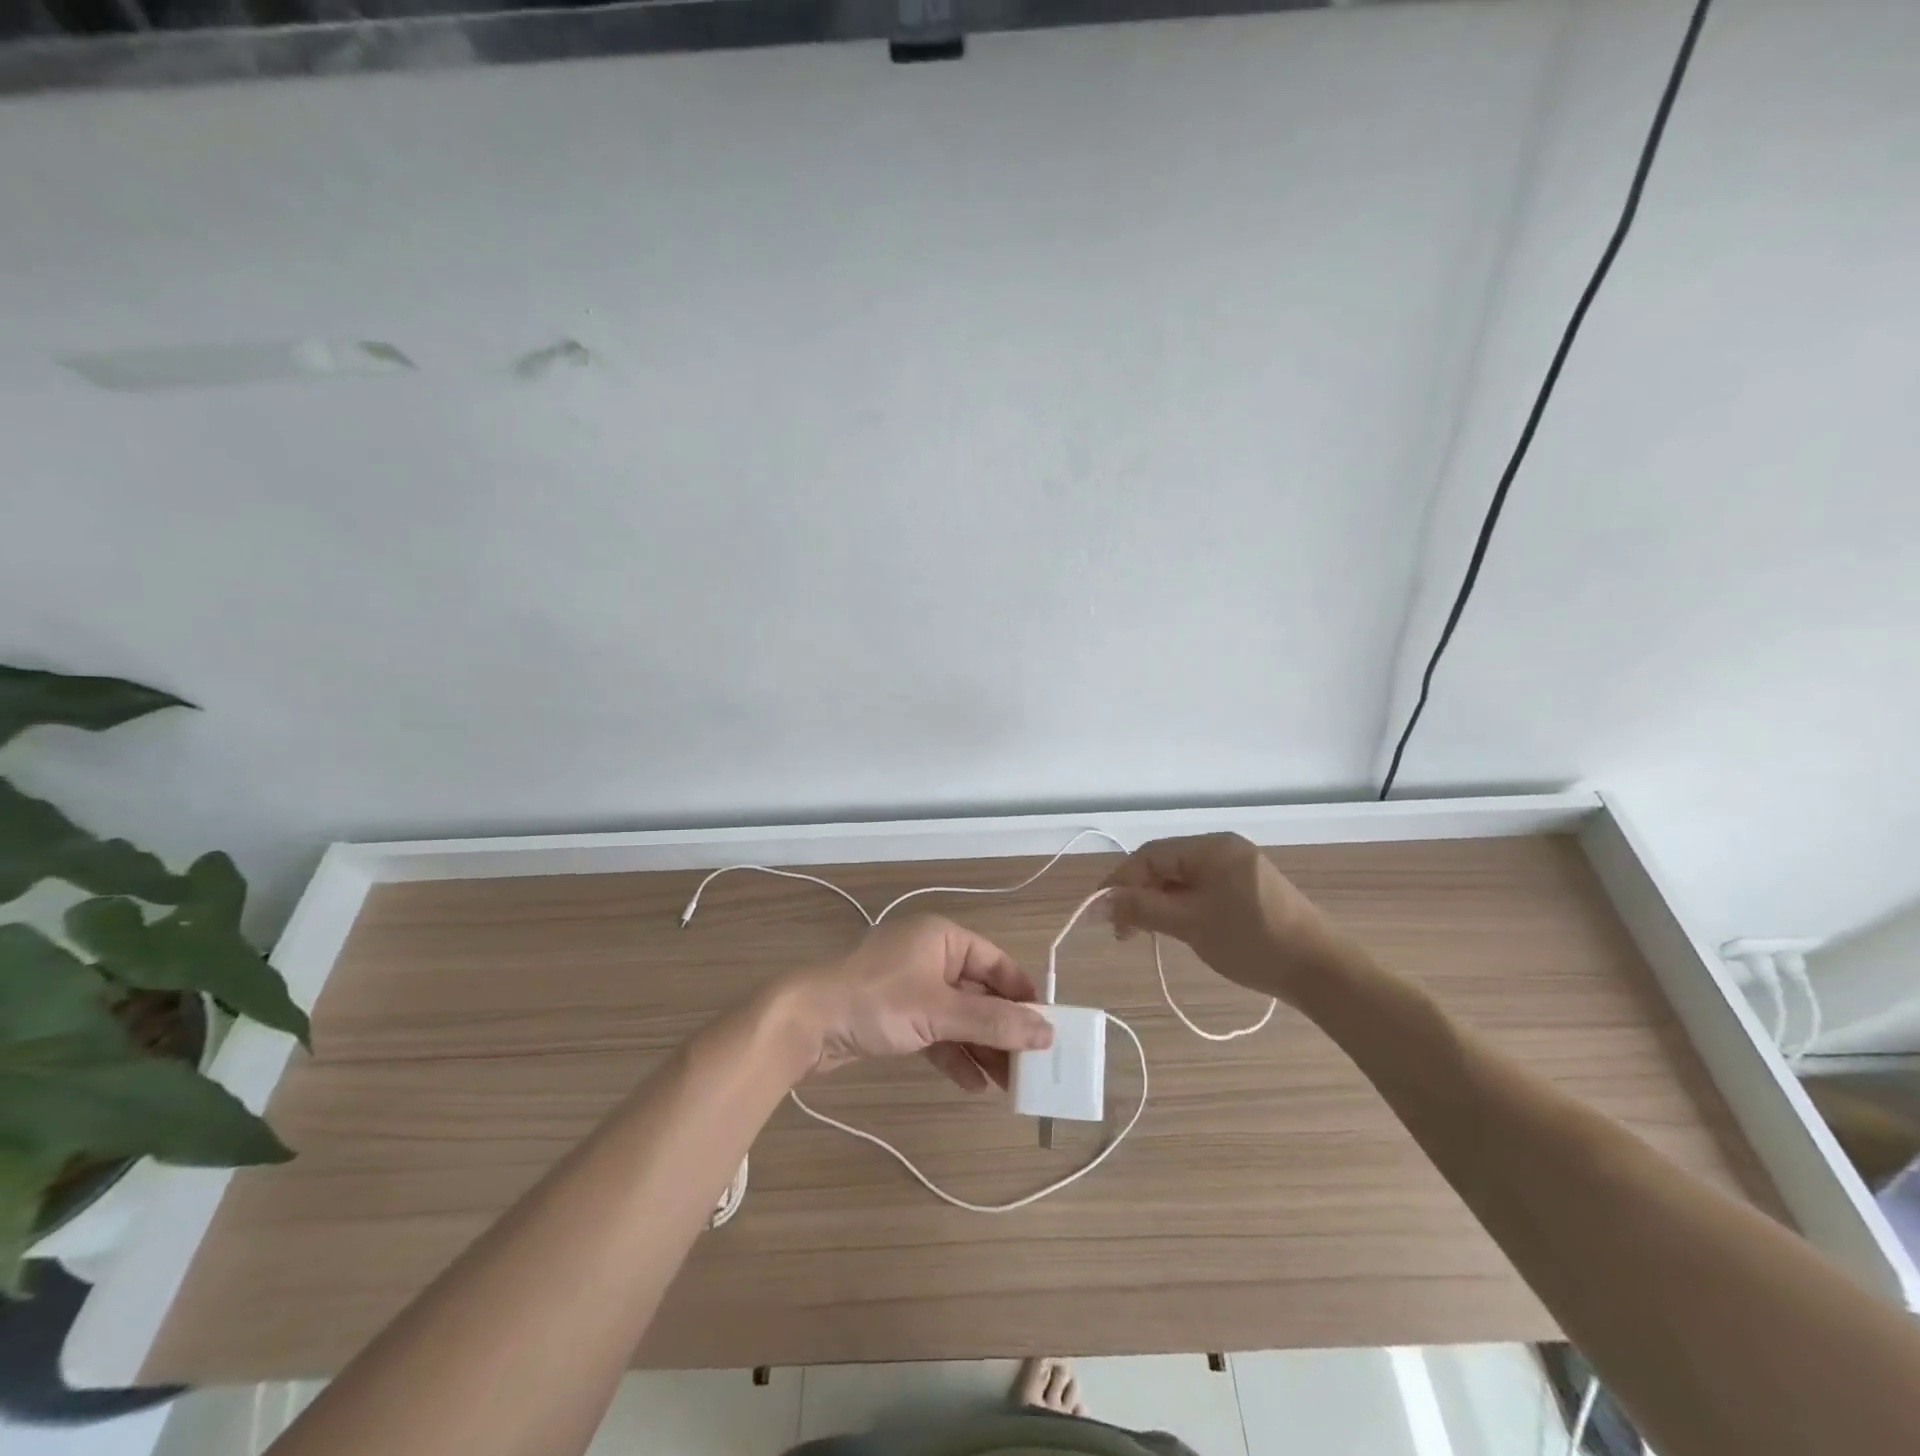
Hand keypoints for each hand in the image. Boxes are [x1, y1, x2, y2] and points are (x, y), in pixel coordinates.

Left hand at [784, 916, 1053, 1090]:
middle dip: (1003, 1030)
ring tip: (1010, 1085)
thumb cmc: (877, 1001)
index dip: (1023, 996)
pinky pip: (936, 1033)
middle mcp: (931, 956)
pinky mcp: (896, 1015)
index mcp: (943, 938)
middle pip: (980, 994)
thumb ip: (994, 1022)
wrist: (806, 1023)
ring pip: (959, 1017)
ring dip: (982, 1048)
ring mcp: (911, 987)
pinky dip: (954, 1055)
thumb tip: (1047, 1031)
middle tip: (1031, 1067)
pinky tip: (974, 1084)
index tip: (1047, 1029)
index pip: (997, 964)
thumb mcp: (939, 1011)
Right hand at [1102, 833, 1337, 1004]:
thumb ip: (1142, 909)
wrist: (1322, 971)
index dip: (1119, 881)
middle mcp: (1224, 849)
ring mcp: (1239, 868)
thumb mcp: (1190, 924)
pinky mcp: (1250, 890)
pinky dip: (1181, 906)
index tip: (1097, 912)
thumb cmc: (1252, 942)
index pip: (1150, 855)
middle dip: (1137, 894)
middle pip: (1165, 865)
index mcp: (1211, 847)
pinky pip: (1202, 889)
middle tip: (1120, 930)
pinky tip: (1174, 928)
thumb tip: (1098, 902)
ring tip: (1141, 933)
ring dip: (1157, 903)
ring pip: (1183, 879)